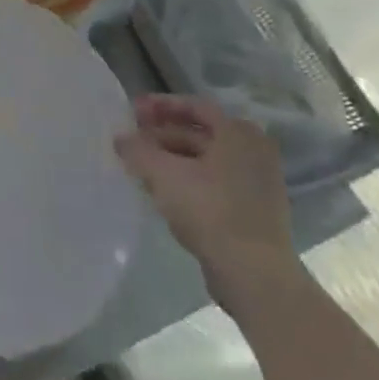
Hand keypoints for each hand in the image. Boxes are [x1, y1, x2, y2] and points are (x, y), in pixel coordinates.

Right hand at [115, 94, 302, 315]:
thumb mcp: (162, 173)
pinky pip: (214, 182)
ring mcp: (257, 183)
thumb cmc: (209, 210)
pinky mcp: (253, 211)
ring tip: (140, 165)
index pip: (194, 106)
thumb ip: (137, 149)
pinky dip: (187, 179)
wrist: (254, 274)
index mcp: (238, 134)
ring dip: (171, 157)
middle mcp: (253, 151)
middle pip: (200, 132)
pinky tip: (162, 191)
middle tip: (132, 138)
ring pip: (205, 160)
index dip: (160, 105)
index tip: (132, 111)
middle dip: (162, 133)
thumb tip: (121, 138)